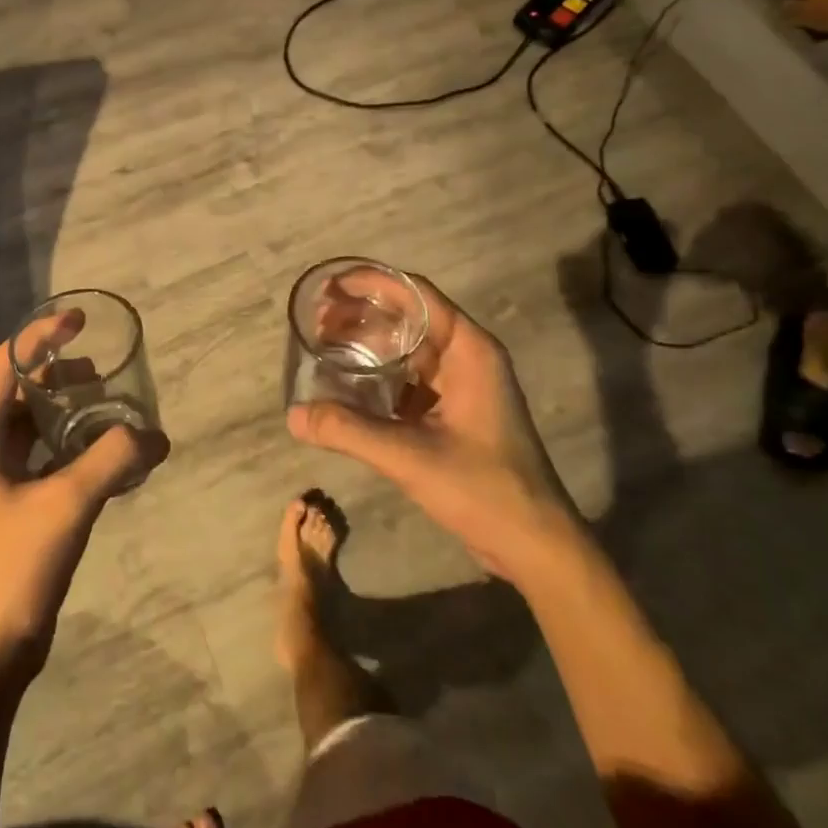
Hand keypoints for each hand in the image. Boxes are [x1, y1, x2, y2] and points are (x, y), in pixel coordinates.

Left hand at [0, 323, 169, 686]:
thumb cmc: (10, 572)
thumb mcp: (66, 507)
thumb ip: (112, 462)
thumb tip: (156, 434)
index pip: (3, 366)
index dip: (40, 337)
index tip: (80, 322)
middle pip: (18, 393)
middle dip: (60, 375)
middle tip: (106, 371)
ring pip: (31, 427)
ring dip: (68, 411)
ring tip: (110, 408)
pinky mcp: (10, 507)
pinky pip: (42, 458)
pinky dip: (71, 446)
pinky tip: (105, 454)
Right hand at [287, 273, 580, 584]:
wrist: (533, 544)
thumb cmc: (483, 488)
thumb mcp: (410, 457)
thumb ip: (349, 431)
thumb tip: (293, 416)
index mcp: (470, 351)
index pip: (417, 295)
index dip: (372, 283)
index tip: (330, 286)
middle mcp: (467, 359)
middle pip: (409, 318)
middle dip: (362, 314)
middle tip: (316, 320)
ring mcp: (461, 386)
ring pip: (407, 350)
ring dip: (368, 344)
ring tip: (323, 345)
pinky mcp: (452, 413)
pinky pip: (408, 379)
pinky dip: (377, 375)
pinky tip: (346, 384)